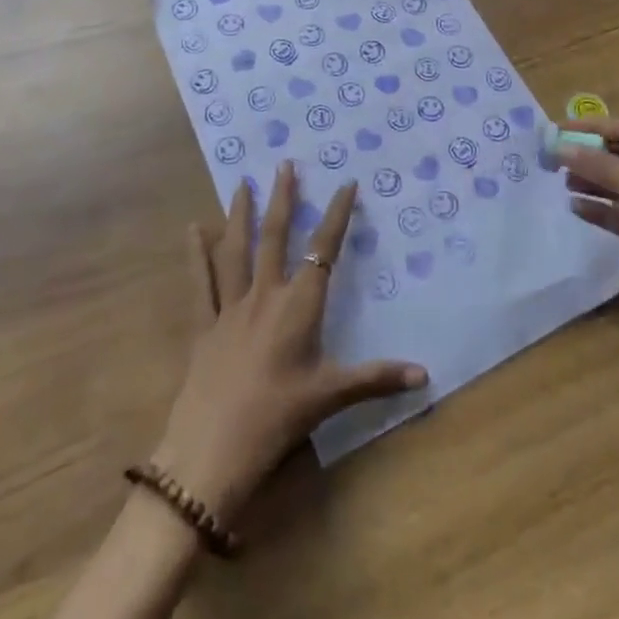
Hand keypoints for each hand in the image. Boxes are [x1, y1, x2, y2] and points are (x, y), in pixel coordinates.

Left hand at [151, 162, 426, 518]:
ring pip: (236, 250)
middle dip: (282, 199)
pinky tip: (193, 228)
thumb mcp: (330, 398)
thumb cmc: (276, 421)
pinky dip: (196, 254)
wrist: (210, 454)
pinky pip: (201, 283)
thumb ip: (376, 379)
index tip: (346, 183)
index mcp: (298, 307)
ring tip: (242, 182)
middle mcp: (264, 295)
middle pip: (275, 237)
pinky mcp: (203, 326)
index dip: (337, 215)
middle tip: (285, 164)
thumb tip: (425, 374)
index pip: (324, 250)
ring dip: (240, 214)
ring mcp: (230, 308)